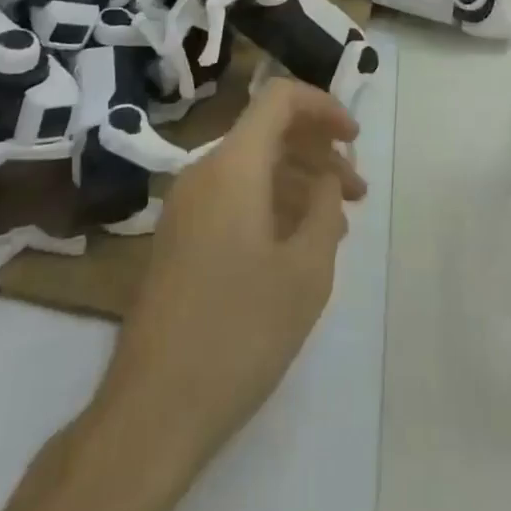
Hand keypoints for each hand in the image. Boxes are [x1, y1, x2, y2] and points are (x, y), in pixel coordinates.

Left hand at [104, 78, 366, 460]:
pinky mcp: (179, 239)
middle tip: (358, 191)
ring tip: (338, 223)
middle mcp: (203, 172)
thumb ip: (324, 208)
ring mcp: (186, 206)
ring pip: (252, 167)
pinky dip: (272, 203)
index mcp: (233, 166)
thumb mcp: (306, 270)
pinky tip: (298, 244)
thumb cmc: (239, 332)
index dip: (323, 105)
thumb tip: (325, 181)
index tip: (355, 138)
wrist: (152, 412)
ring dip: (298, 181)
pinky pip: (233, 197)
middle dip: (318, 151)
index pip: (280, 98)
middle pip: (268, 132)